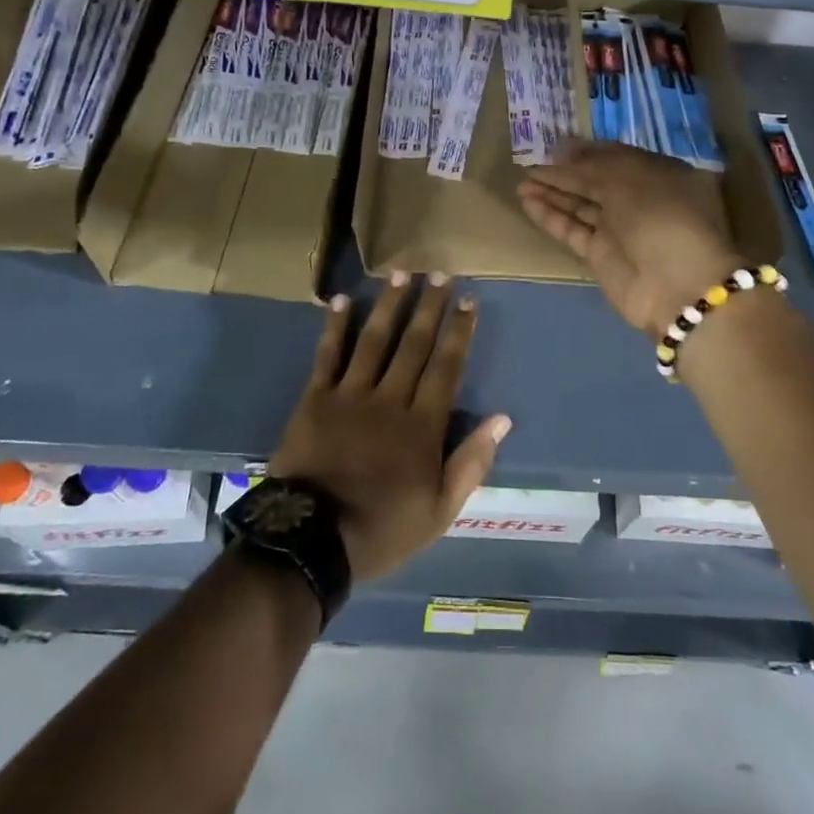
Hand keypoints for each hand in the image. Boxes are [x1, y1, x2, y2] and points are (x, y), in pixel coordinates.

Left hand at [269, 275, 510, 581]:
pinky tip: (344, 300)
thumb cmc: (382, 528)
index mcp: (422, 426)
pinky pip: (328, 356)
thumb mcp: (440, 511)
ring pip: (375, 341)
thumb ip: (471, 463)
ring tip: (402, 274)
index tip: (469, 300)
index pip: (447, 367)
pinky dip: (335, 327)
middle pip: (414, 345)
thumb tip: (502, 419)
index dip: (459, 332)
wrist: (311, 541)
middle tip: (440, 273)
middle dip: (429, 307)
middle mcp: (389, 399)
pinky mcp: (315, 399)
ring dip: (390, 305)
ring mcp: (350, 395)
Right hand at [518, 140, 741, 338]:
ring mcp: (619, 229)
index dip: (585, 150)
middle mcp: (639, 199)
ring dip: (551, 192)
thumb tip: (562, 152)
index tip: (554, 145)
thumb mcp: (627, 179)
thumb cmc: (660, 216)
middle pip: (594, 180)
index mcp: (658, 173)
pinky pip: (571, 229)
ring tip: (521, 181)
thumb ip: (590, 165)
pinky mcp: (600, 255)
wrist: (676, 285)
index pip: (616, 156)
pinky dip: (551, 216)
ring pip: (579, 204)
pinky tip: (527, 202)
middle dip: (564, 171)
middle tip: (530, 162)